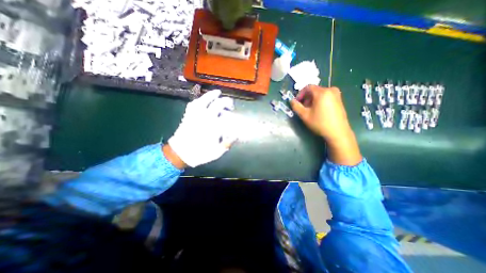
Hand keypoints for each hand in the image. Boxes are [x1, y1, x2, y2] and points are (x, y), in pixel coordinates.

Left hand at [169, 90, 235, 166]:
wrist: (180, 154)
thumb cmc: (199, 154)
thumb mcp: (216, 152)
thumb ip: (227, 143)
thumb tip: (235, 135)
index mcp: (213, 127)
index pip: (227, 118)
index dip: (233, 117)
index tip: (237, 119)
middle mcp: (205, 118)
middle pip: (217, 105)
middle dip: (226, 102)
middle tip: (230, 104)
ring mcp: (196, 115)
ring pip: (204, 100)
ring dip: (211, 95)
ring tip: (217, 92)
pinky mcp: (188, 115)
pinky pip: (193, 104)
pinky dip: (199, 100)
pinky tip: (202, 100)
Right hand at [290, 87, 350, 141]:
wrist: (338, 132)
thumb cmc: (320, 123)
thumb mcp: (304, 115)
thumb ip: (296, 106)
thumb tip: (292, 101)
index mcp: (322, 92)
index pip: (308, 87)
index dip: (300, 94)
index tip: (297, 102)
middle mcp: (330, 90)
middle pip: (314, 90)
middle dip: (306, 98)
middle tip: (303, 107)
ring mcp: (336, 95)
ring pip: (320, 94)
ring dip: (312, 100)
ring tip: (310, 110)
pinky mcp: (339, 100)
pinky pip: (326, 97)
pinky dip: (319, 101)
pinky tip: (318, 110)